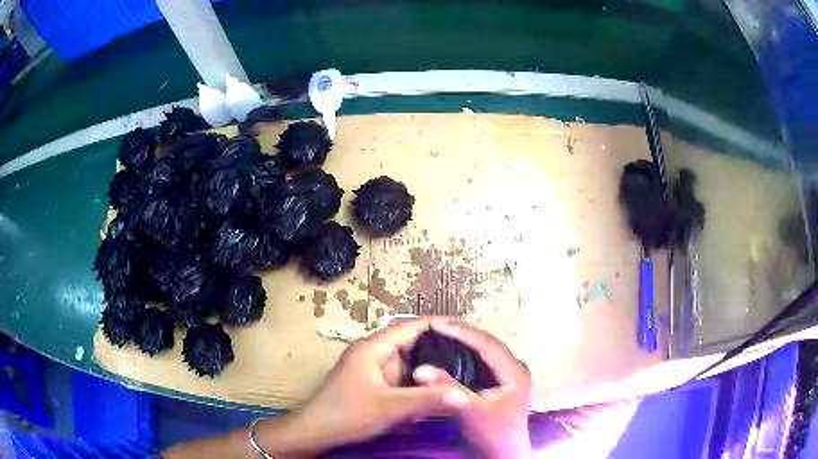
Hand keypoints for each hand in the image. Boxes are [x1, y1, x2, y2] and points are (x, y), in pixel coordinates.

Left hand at [257, 317, 469, 454]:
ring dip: (428, 372)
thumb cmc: (347, 415)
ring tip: (460, 375)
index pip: (411, 326)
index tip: (467, 333)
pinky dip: (417, 385)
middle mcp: (375, 353)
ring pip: (409, 365)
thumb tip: (465, 395)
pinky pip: (401, 380)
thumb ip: (427, 400)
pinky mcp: (374, 384)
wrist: (315, 432)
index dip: (439, 326)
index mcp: (374, 348)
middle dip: (439, 352)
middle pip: (413, 345)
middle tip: (471, 359)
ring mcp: (373, 370)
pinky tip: (434, 394)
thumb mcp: (390, 408)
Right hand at [414, 319, 532, 457]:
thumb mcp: (470, 411)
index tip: (436, 323)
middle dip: (462, 333)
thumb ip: (448, 388)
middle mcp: (515, 367)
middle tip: (436, 325)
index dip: (461, 332)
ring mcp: (510, 375)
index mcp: (514, 371)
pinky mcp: (503, 382)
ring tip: (442, 332)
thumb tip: (420, 369)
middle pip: (488, 343)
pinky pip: (484, 360)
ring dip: (465, 340)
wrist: (503, 454)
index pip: (487, 344)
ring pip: (486, 350)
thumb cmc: (491, 433)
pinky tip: (452, 351)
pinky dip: (468, 353)